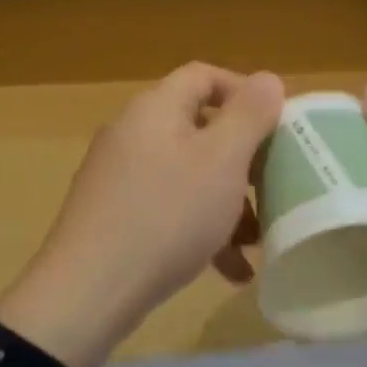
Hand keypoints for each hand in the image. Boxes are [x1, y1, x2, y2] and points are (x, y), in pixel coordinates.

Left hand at [0, 64, 283, 366]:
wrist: (89, 289)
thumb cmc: (167, 215)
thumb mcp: (222, 160)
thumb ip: (250, 115)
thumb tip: (268, 79)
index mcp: (155, 108)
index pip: (204, 76)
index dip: (245, 93)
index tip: (277, 128)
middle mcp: (133, 134)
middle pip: (200, 131)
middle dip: (243, 163)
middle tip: (272, 192)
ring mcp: (119, 177)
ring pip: (188, 177)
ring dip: (227, 205)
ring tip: (255, 243)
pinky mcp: (114, 216)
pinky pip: (168, 209)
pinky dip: (200, 230)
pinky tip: (228, 270)